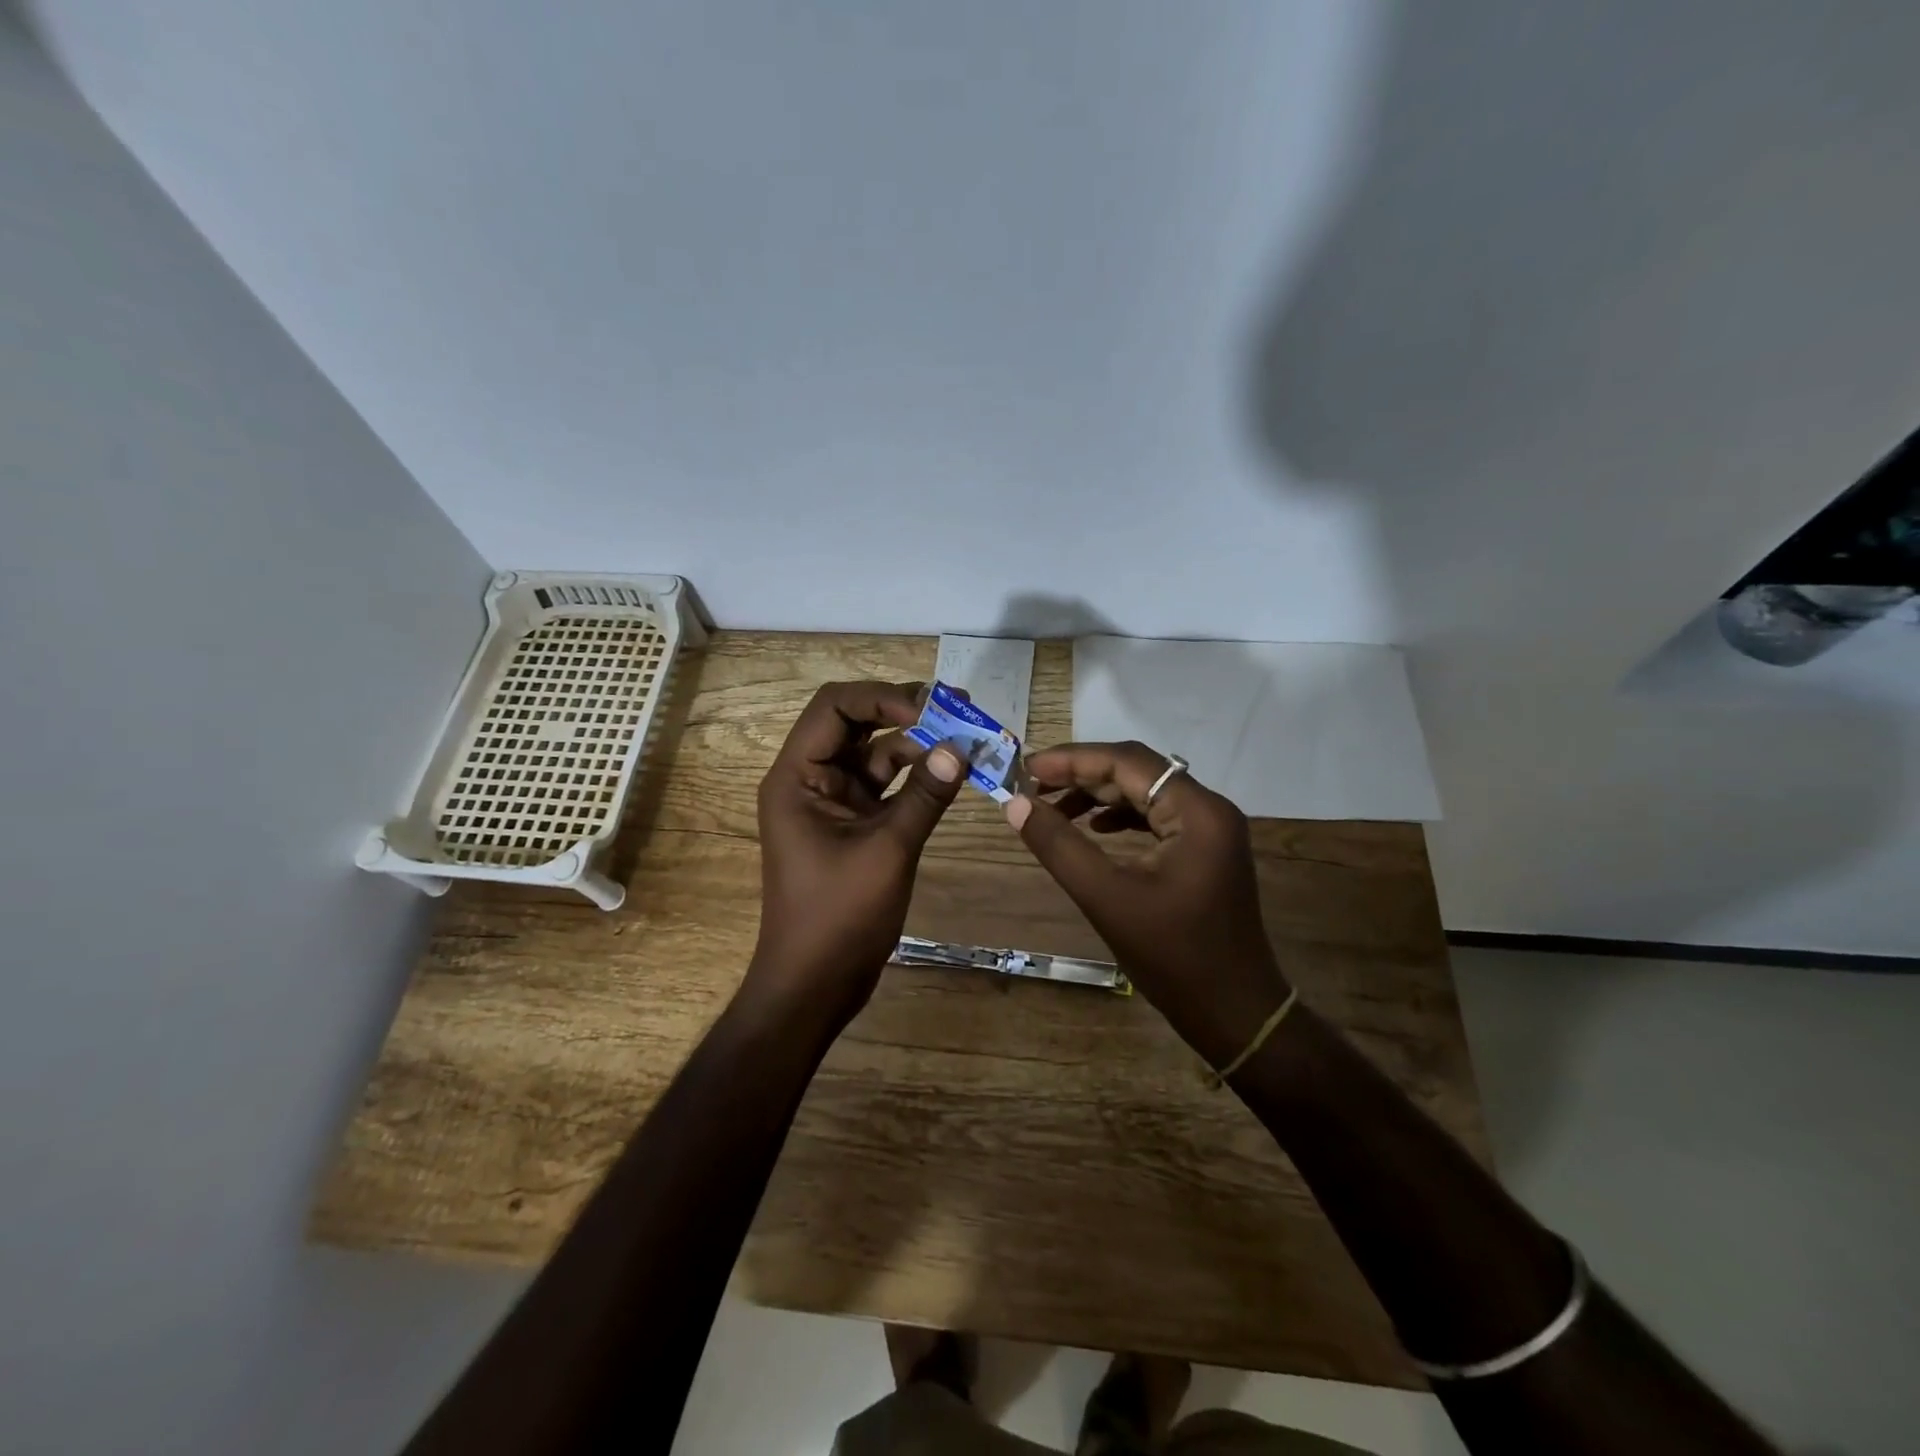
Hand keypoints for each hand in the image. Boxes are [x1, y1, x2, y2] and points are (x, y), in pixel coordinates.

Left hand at [747, 681, 966, 1029]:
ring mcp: (834, 802)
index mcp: (797, 777)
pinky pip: (887, 786)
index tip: (931, 708)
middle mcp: (811, 779)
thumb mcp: (887, 851)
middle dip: (905, 713)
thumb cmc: (838, 917)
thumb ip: (924, 796)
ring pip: (876, 754)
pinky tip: (953, 771)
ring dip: (918, 744)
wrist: (815, 984)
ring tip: (967, 736)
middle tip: (959, 708)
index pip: (833, 707)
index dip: (881, 698)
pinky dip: (918, 777)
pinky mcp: (856, 824)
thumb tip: (961, 748)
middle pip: (855, 724)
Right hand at [1006, 743, 1290, 1068]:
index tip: (1026, 767)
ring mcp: (1211, 829)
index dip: (1072, 759)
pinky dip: (1120, 816)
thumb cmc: (1172, 957)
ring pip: (1145, 792)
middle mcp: (1209, 809)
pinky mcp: (1205, 849)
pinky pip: (1156, 815)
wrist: (1234, 1013)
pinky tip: (1092, 827)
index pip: (1127, 762)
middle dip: (1082, 774)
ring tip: (1052, 806)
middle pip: (1137, 771)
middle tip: (1031, 784)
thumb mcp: (1106, 898)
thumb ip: (1059, 845)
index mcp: (1197, 812)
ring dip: (1098, 795)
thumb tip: (1015, 804)